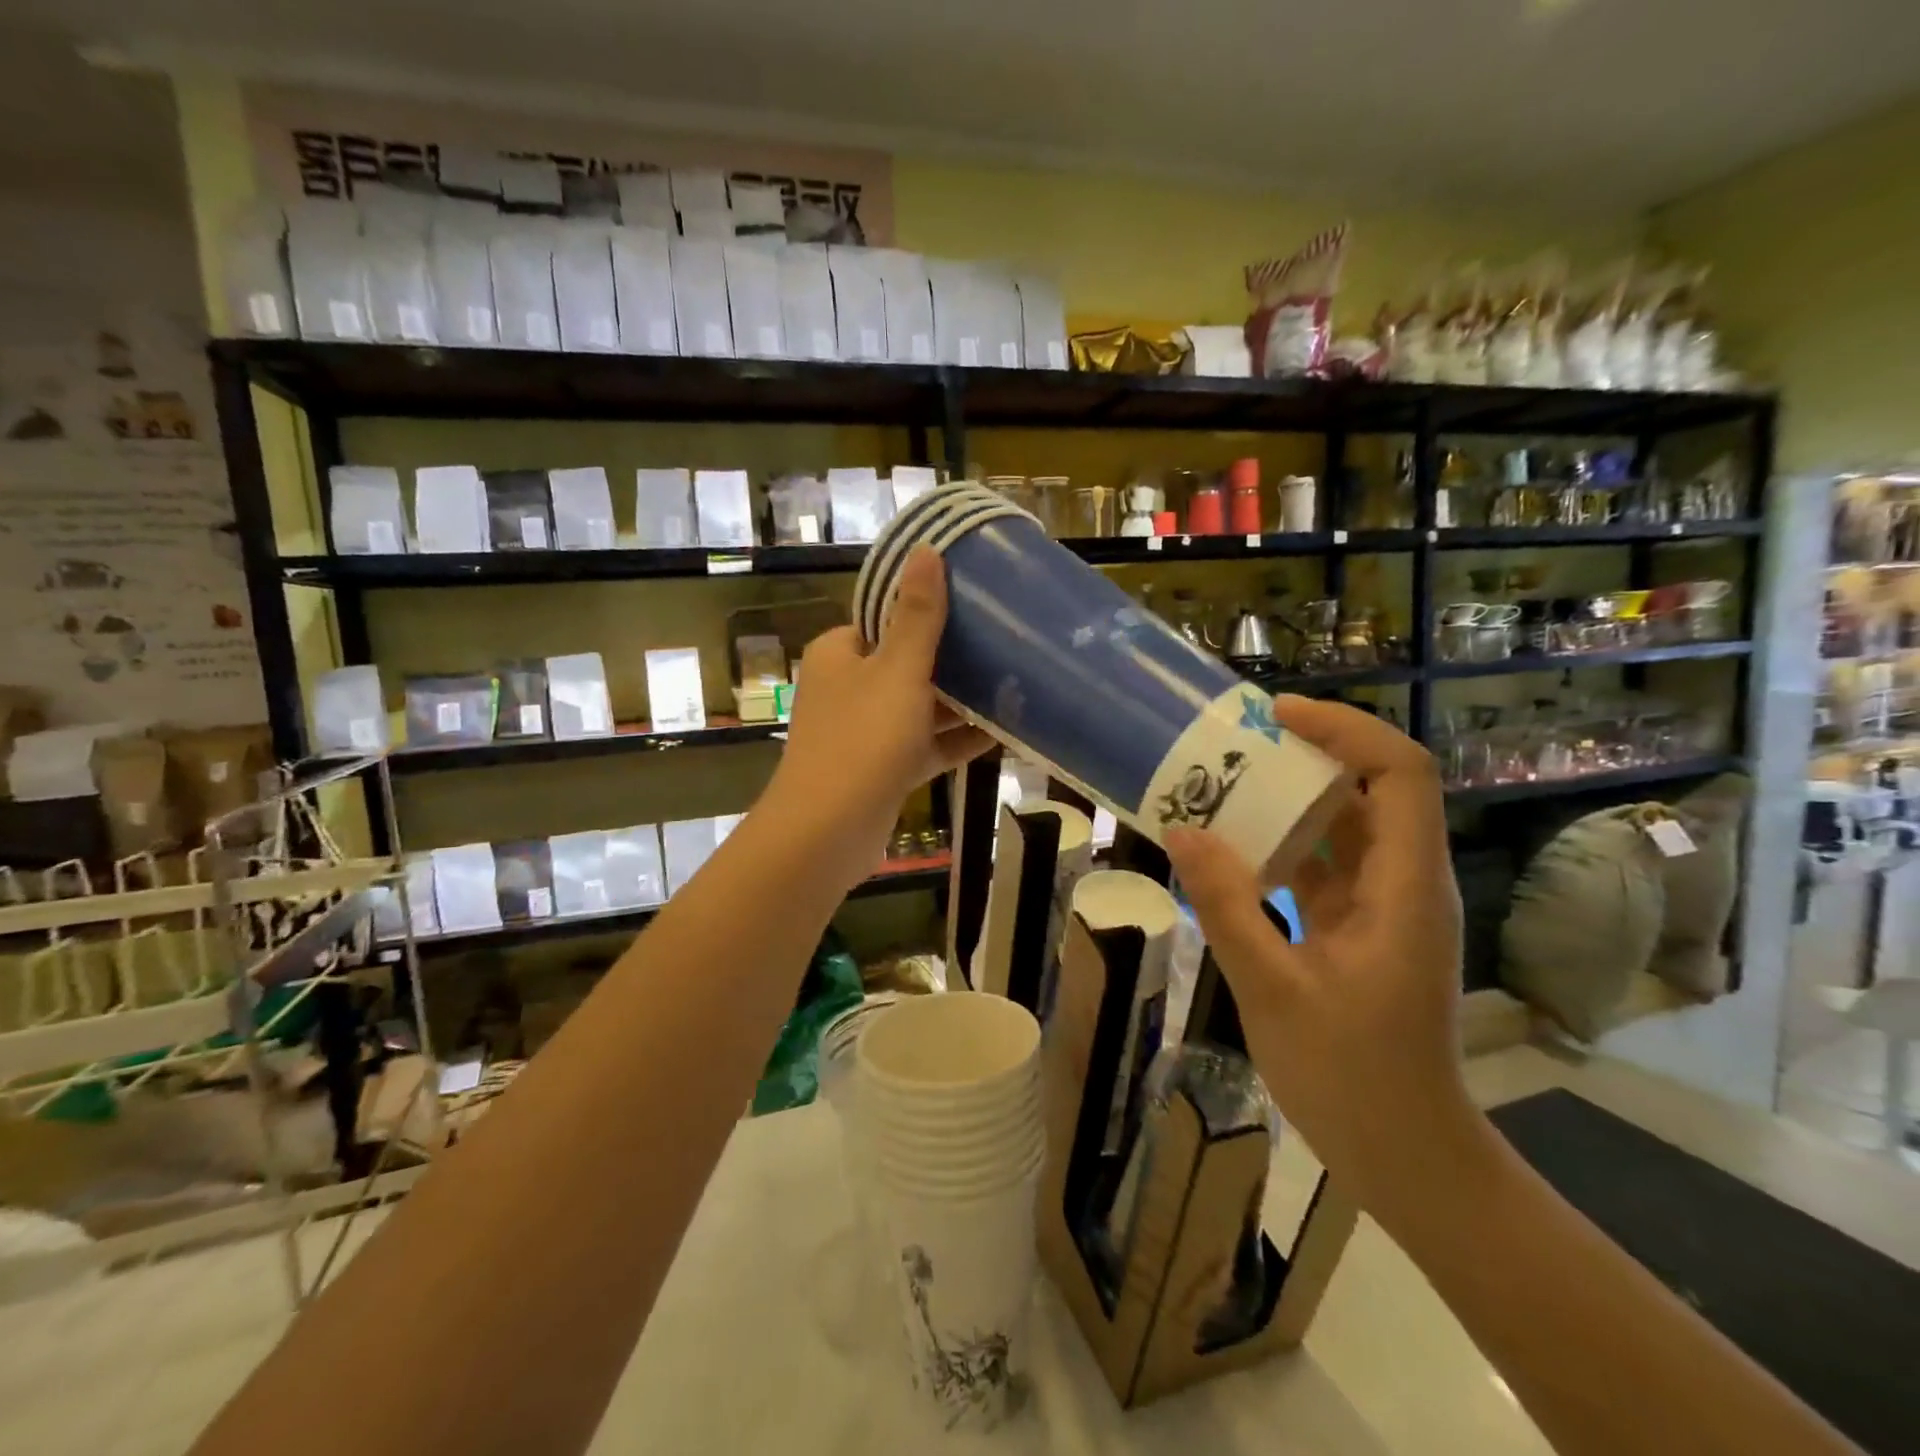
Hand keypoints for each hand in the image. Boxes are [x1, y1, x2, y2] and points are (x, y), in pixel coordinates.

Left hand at [770, 548, 994, 861]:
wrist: (828, 833)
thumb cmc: (862, 741)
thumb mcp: (897, 671)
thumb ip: (917, 616)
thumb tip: (926, 550)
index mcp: (841, 653)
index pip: (885, 617)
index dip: (927, 608)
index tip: (975, 602)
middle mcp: (849, 687)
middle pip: (907, 661)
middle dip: (954, 656)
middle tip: (1006, 641)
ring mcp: (866, 731)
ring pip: (920, 705)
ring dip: (961, 699)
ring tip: (1014, 682)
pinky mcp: (883, 768)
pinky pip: (926, 743)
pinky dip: (957, 738)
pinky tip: (1003, 733)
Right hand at [1164, 697, 1475, 1215]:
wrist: (1405, 1152)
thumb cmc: (1350, 1077)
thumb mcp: (1273, 989)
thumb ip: (1227, 906)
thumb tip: (1182, 830)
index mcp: (1404, 888)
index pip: (1399, 774)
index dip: (1345, 730)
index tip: (1277, 715)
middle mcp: (1403, 882)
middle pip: (1371, 787)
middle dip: (1306, 752)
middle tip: (1234, 741)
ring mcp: (1383, 904)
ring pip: (1343, 824)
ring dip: (1287, 796)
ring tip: (1221, 780)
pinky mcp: (1359, 924)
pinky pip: (1322, 862)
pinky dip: (1279, 842)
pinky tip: (1229, 844)